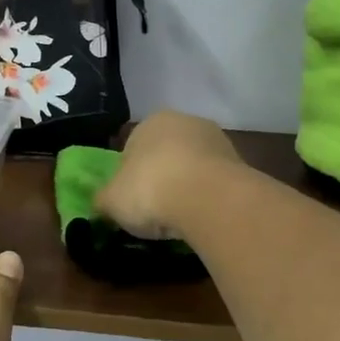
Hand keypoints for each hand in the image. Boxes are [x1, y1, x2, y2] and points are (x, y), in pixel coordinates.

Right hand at [95, 111, 243, 241]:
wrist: (208, 198)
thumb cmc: (150, 189)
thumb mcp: (111, 200)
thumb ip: (103, 199)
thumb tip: (99, 203)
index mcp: (150, 121)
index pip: (132, 146)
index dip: (128, 175)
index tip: (129, 200)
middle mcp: (186, 122)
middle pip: (166, 153)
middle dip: (161, 177)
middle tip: (153, 210)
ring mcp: (217, 140)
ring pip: (193, 166)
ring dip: (186, 187)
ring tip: (179, 218)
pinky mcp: (240, 163)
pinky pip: (214, 182)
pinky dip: (207, 197)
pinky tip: (201, 217)